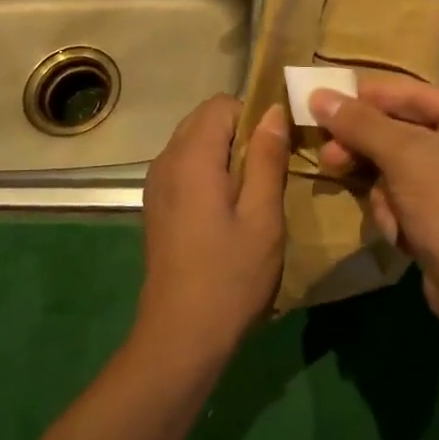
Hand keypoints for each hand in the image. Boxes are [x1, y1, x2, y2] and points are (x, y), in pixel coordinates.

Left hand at [136, 95, 290, 363]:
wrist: (181, 335)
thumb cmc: (230, 276)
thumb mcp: (262, 216)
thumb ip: (267, 158)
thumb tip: (274, 111)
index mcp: (191, 157)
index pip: (222, 104)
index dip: (255, 114)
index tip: (281, 143)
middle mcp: (166, 161)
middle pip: (205, 120)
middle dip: (242, 131)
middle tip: (274, 166)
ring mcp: (157, 184)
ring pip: (194, 142)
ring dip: (226, 152)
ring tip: (256, 187)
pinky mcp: (157, 206)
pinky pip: (185, 167)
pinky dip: (210, 170)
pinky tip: (231, 207)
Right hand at [310, 80, 438, 321]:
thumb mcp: (403, 156)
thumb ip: (360, 123)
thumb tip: (318, 94)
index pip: (416, 94)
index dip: (369, 96)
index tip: (326, 99)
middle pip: (406, 135)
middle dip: (370, 152)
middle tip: (330, 155)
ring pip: (402, 172)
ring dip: (386, 193)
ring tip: (390, 214)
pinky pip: (412, 201)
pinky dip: (400, 215)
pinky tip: (403, 234)